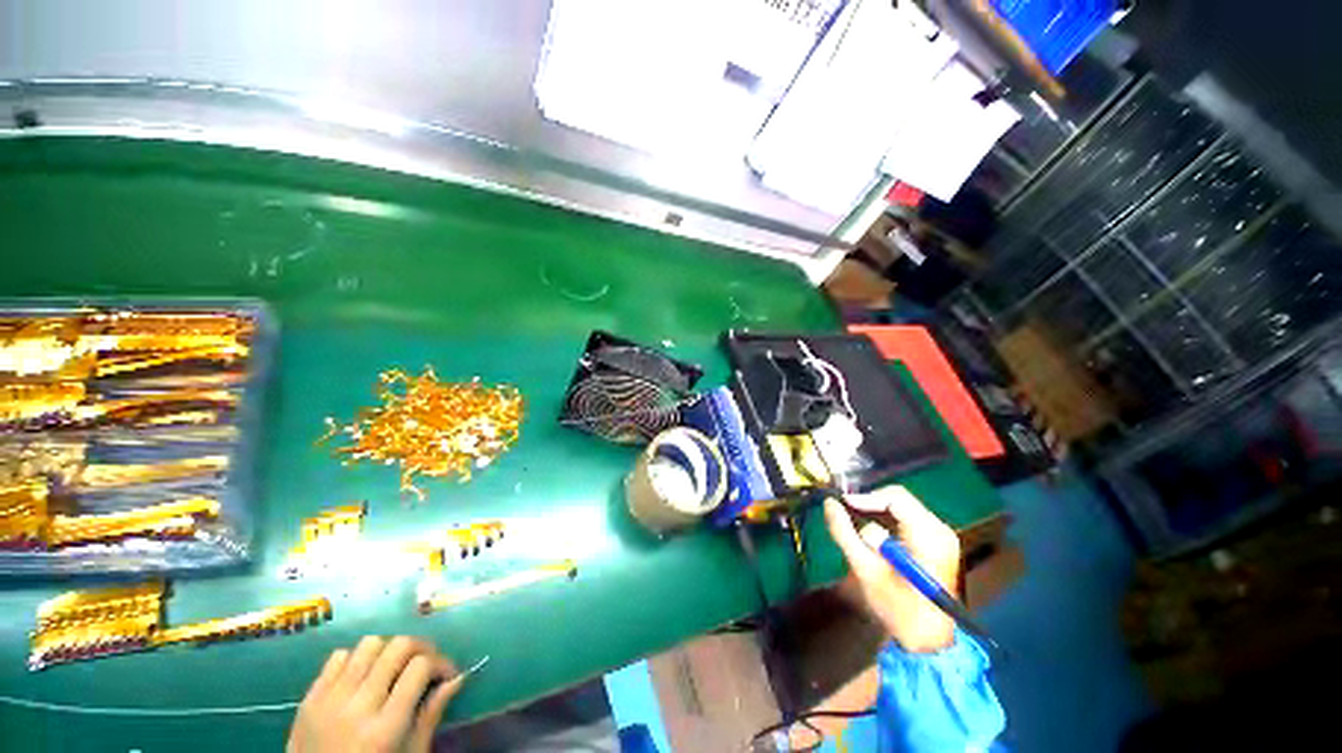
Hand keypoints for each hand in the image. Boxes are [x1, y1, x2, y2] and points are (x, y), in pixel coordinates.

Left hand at [288, 636, 459, 752]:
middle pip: (398, 647)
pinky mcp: (309, 698)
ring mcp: (329, 699)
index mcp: (385, 727)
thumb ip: (431, 716)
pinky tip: (363, 676)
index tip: (446, 674)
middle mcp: (357, 706)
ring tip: (394, 668)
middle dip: (421, 649)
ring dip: (389, 650)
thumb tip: (457, 677)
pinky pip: (338, 657)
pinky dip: (357, 659)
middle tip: (426, 664)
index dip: (441, 663)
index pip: (420, 667)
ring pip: (369, 644)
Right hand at [824, 486, 958, 652]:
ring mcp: (943, 536)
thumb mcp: (865, 570)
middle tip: (847, 513)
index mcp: (928, 537)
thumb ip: (844, 533)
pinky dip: (889, 520)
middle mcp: (940, 530)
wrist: (930, 640)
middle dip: (871, 504)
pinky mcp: (939, 542)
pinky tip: (874, 534)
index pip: (895, 498)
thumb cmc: (898, 608)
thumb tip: (829, 503)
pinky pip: (910, 517)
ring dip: (878, 512)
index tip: (843, 503)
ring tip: (857, 524)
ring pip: (903, 506)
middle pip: (900, 499)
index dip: (866, 497)